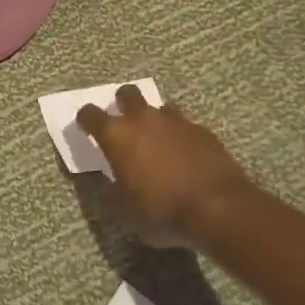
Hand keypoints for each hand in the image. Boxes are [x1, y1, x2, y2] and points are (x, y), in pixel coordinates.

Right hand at [76, 86, 254, 247]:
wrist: (219, 207)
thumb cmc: (161, 209)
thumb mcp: (125, 210)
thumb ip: (111, 191)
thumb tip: (108, 184)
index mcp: (116, 134)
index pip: (90, 114)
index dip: (85, 120)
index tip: (86, 128)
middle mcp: (142, 118)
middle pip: (127, 94)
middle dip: (122, 104)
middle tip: (124, 124)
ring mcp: (175, 121)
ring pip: (158, 107)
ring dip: (153, 119)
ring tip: (157, 141)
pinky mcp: (202, 130)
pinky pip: (183, 125)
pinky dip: (179, 135)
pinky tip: (184, 155)